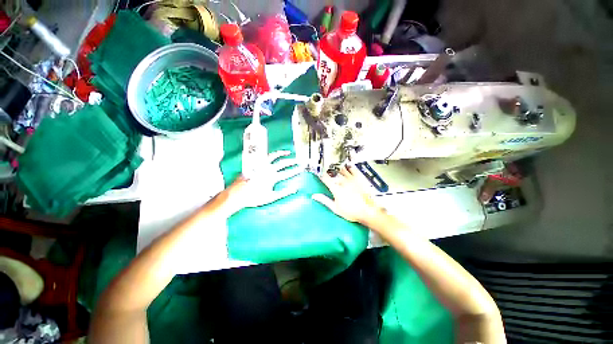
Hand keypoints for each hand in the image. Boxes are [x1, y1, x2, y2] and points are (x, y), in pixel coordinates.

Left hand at [223, 150, 302, 212]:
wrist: (238, 194)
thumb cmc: (254, 197)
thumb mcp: (271, 197)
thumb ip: (284, 193)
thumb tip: (295, 189)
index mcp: (272, 177)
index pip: (287, 173)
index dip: (295, 170)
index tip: (301, 168)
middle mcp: (268, 169)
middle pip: (283, 163)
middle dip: (292, 162)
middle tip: (298, 161)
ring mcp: (261, 165)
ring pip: (273, 156)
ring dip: (281, 153)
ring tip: (288, 152)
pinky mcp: (255, 164)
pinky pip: (264, 157)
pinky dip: (270, 155)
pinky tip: (273, 154)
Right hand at [312, 164, 382, 223]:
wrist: (368, 211)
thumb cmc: (352, 211)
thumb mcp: (335, 208)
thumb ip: (324, 200)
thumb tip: (315, 196)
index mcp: (336, 188)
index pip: (326, 179)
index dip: (321, 176)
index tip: (320, 175)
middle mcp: (343, 182)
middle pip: (334, 173)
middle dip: (329, 173)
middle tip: (328, 173)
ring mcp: (352, 180)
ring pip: (342, 170)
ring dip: (338, 169)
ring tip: (336, 169)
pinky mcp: (359, 179)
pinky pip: (353, 170)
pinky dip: (349, 167)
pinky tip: (348, 167)